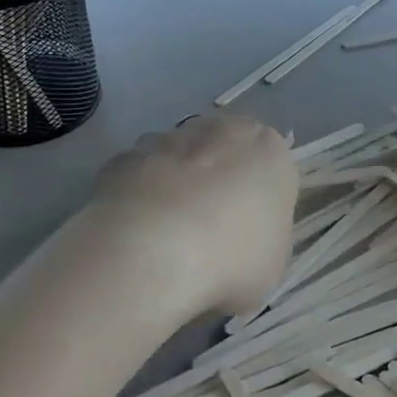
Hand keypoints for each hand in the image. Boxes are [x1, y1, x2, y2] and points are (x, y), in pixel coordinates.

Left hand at [88, 114, 297, 319]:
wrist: (151, 250)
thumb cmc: (231, 258)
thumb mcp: (270, 266)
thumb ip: (261, 241)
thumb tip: (240, 244)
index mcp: (270, 151)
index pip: (271, 166)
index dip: (258, 200)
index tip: (247, 232)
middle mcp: (222, 130)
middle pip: (223, 152)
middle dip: (216, 182)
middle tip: (208, 232)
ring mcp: (168, 138)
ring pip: (178, 159)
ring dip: (175, 186)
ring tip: (164, 238)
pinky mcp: (124, 156)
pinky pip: (138, 176)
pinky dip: (137, 198)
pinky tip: (133, 235)